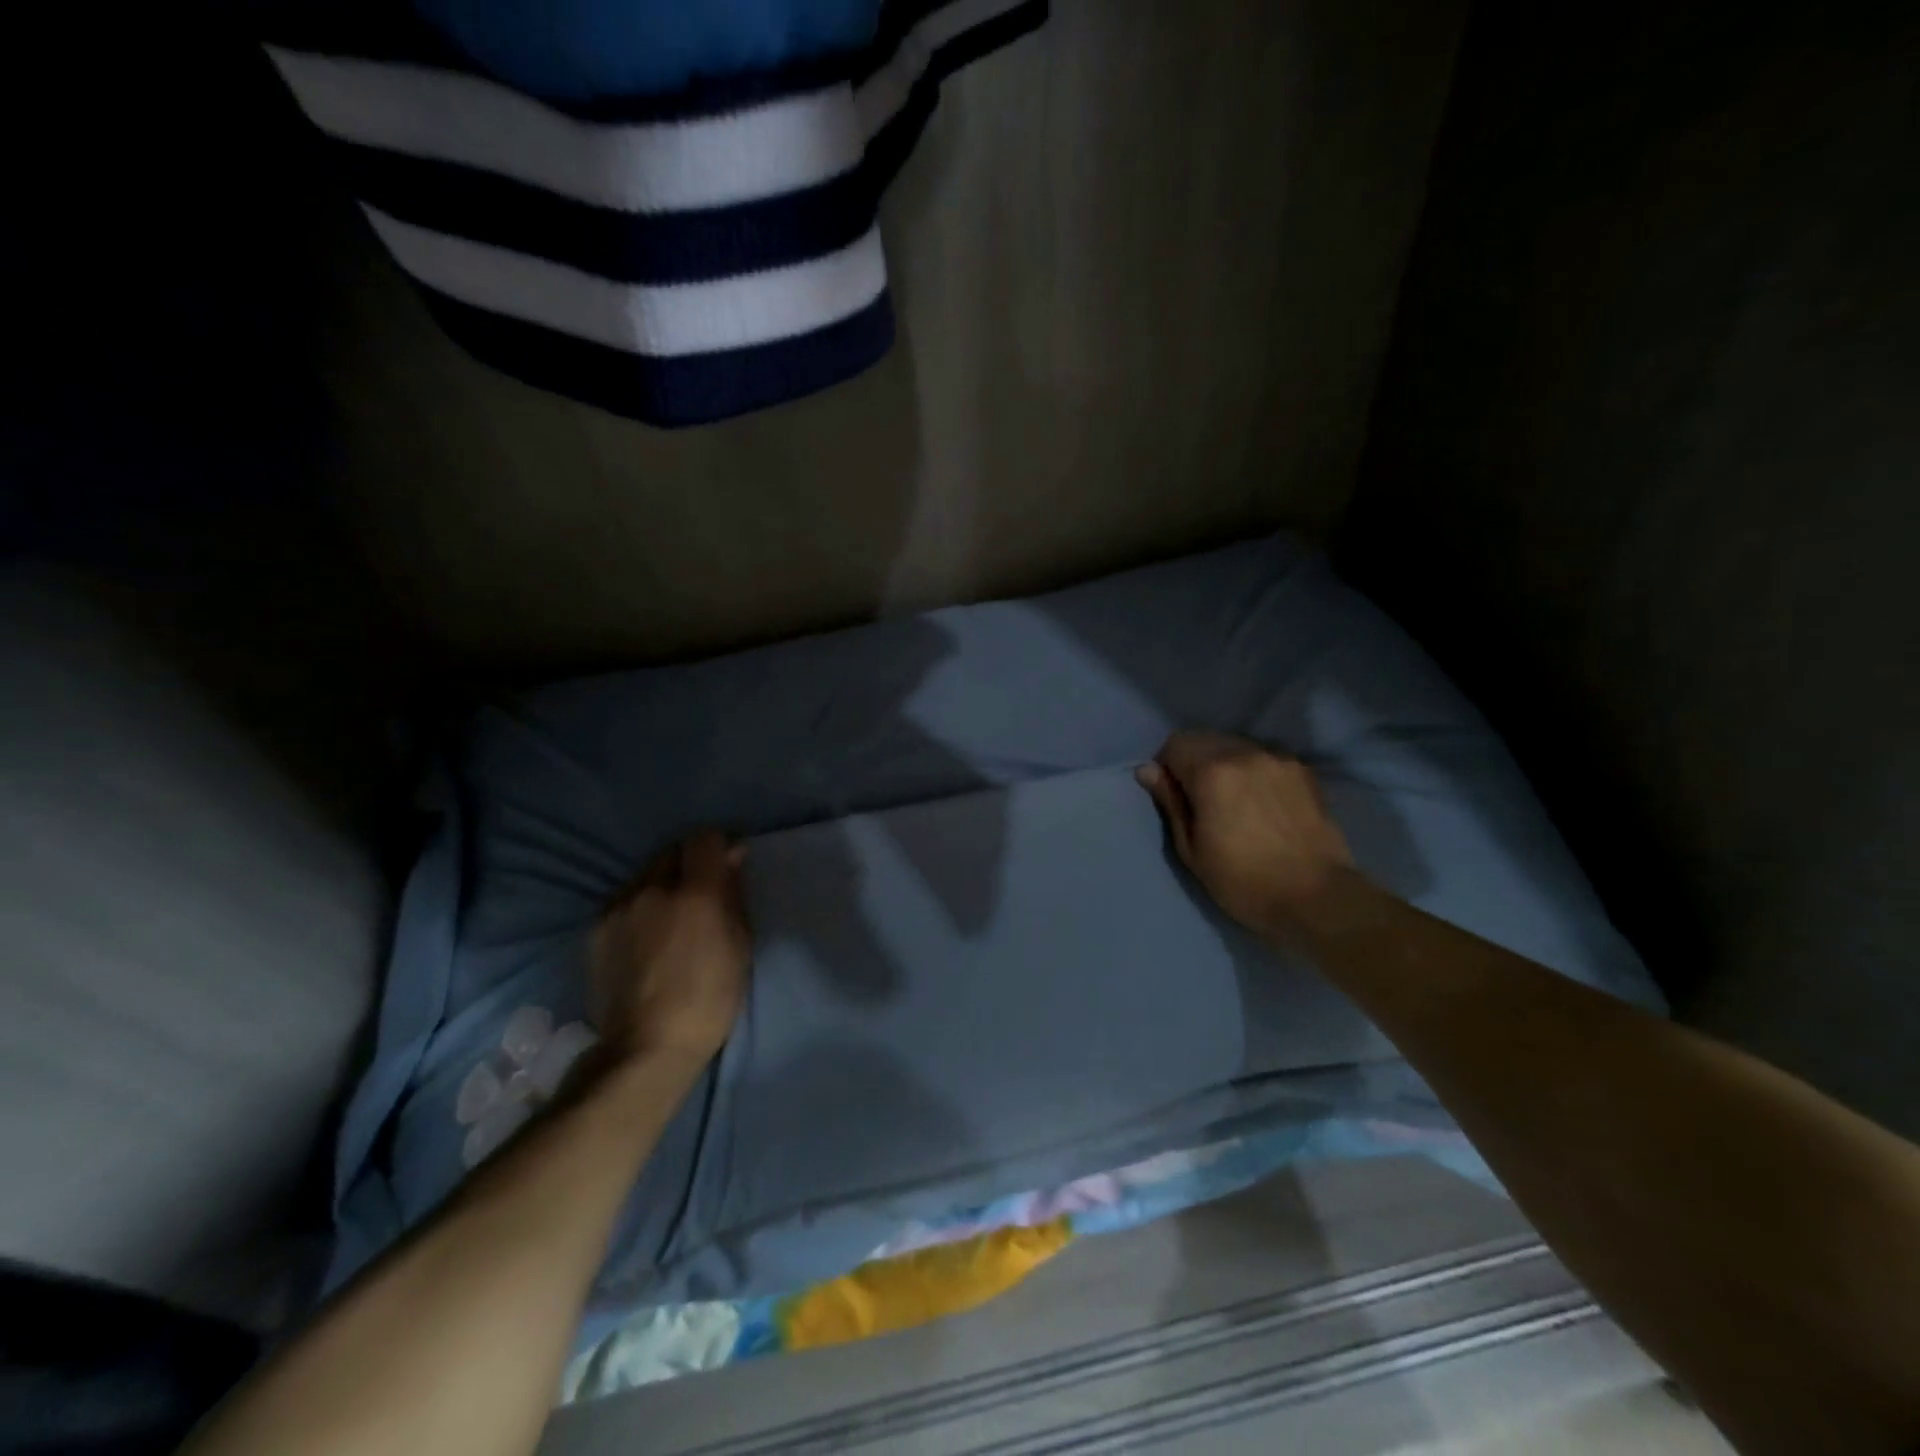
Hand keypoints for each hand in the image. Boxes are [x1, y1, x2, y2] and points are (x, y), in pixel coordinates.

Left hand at [589, 831, 751, 1067]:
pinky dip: (639, 905)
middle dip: (691, 861)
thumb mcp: (740, 947)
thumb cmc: (709, 1000)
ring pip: (645, 873)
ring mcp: (618, 907)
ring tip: (670, 915)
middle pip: (673, 850)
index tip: (729, 864)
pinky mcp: (596, 928)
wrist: (646, 1047)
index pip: (706, 838)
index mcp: (696, 893)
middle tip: (701, 891)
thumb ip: (733, 895)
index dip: (720, 845)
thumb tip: (731, 858)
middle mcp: (652, 888)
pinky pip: (624, 899)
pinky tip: (645, 935)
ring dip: (662, 882)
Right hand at [1136, 731, 1356, 935]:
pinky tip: (1261, 802)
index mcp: (1212, 771)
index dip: (1167, 767)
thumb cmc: (1243, 881)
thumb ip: (1171, 803)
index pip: (1176, 743)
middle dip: (1195, 762)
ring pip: (1237, 746)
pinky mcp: (1303, 772)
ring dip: (1225, 763)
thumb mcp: (1192, 849)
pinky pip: (1265, 758)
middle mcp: (1245, 753)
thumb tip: (1148, 770)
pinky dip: (1254, 770)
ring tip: (1233, 801)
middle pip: (1206, 739)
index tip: (1173, 795)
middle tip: (1200, 800)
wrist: (1317, 898)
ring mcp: (1279, 759)